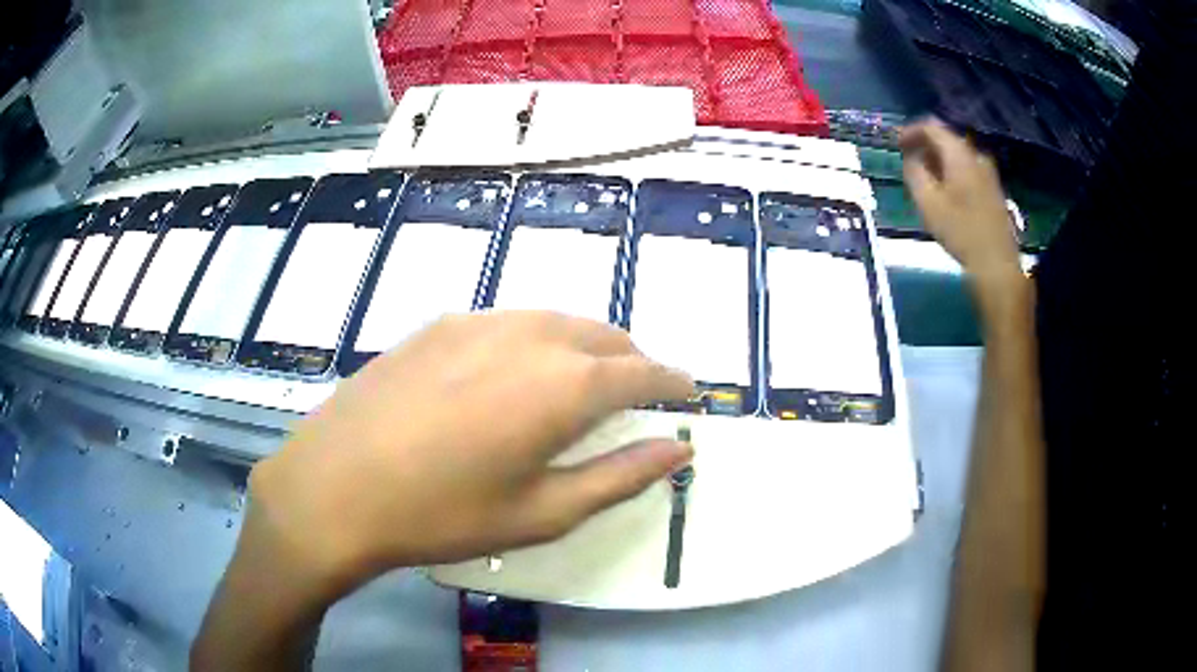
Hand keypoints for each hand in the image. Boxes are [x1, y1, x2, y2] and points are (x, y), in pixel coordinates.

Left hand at [245, 311, 694, 592]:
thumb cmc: (443, 514)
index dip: (673, 381)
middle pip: (604, 336)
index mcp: (563, 385)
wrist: (335, 486)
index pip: (642, 371)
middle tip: (639, 396)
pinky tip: (517, 375)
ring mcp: (479, 321)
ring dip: (586, 348)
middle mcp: (529, 335)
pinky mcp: (440, 323)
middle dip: (632, 362)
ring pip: (558, 322)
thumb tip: (679, 449)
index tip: (689, 392)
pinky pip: (511, 322)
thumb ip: (620, 476)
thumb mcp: (542, 512)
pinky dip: (538, 342)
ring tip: (584, 385)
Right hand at [899, 118, 1020, 287]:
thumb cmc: (960, 231)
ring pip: (958, 156)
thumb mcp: (928, 202)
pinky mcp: (993, 190)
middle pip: (946, 139)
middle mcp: (975, 156)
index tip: (896, 144)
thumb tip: (911, 158)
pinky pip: (968, 170)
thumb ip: (914, 173)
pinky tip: (946, 192)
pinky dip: (953, 172)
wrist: (996, 263)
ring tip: (925, 179)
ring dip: (939, 161)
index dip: (910, 131)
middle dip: (925, 146)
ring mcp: (988, 173)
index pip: (931, 127)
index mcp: (959, 153)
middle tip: (909, 162)